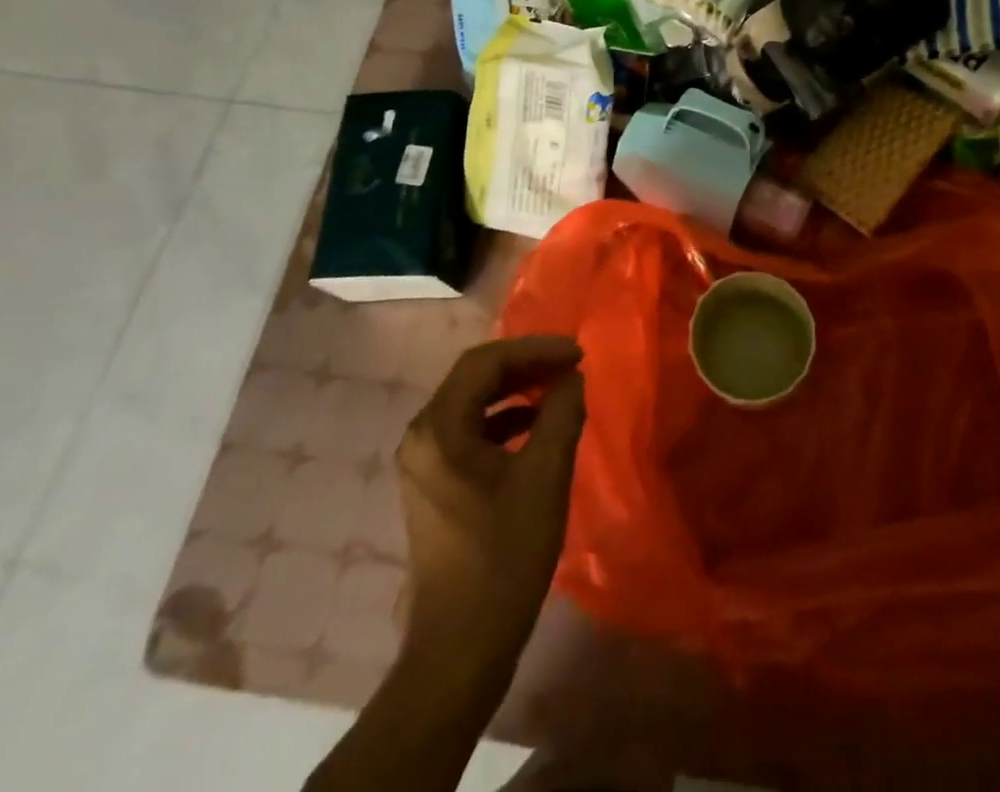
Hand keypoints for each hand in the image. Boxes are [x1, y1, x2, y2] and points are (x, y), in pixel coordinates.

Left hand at [397, 335, 586, 677]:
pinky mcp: (434, 485)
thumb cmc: (503, 556)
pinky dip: (505, 420)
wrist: (460, 649)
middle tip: (571, 366)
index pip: (486, 362)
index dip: (535, 350)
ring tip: (559, 389)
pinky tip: (536, 427)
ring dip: (516, 390)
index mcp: (438, 428)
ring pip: (473, 404)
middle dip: (526, 366)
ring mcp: (423, 463)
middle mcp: (422, 436)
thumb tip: (572, 378)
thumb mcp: (544, 477)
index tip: (577, 353)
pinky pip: (471, 431)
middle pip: (476, 378)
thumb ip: (561, 415)